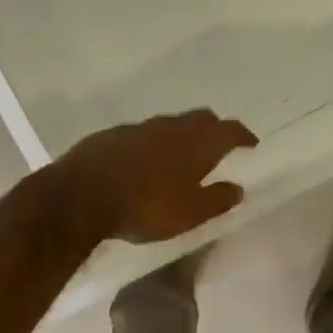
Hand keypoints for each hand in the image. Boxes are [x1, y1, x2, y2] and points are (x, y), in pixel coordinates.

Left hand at [58, 110, 259, 243]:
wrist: (81, 195)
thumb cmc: (146, 206)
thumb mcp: (190, 213)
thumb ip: (217, 200)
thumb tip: (238, 188)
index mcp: (196, 142)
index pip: (230, 130)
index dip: (243, 136)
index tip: (251, 144)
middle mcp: (171, 126)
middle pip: (201, 119)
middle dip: (213, 129)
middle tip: (218, 146)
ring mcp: (139, 127)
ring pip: (170, 124)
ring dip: (181, 136)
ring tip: (181, 156)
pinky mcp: (112, 135)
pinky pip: (142, 134)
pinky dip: (152, 144)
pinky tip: (144, 162)